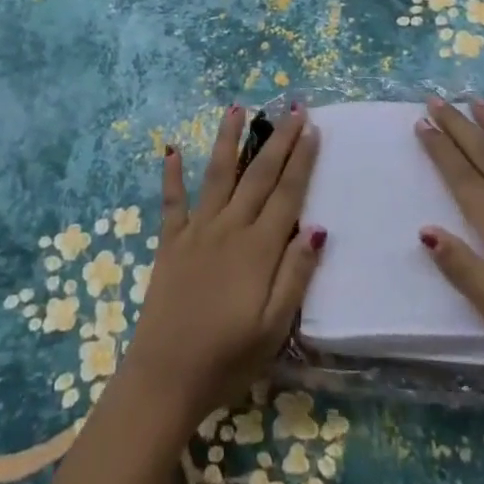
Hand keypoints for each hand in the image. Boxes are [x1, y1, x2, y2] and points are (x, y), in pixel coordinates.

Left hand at [122, 104, 324, 428]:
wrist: (165, 376)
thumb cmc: (228, 358)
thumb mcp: (274, 328)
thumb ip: (295, 275)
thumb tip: (318, 228)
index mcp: (258, 249)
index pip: (287, 193)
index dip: (301, 159)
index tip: (312, 128)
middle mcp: (229, 228)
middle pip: (258, 175)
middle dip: (277, 139)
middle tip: (291, 107)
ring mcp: (197, 231)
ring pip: (217, 175)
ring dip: (227, 140)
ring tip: (237, 108)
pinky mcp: (170, 242)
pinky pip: (172, 201)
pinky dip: (171, 175)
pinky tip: (171, 149)